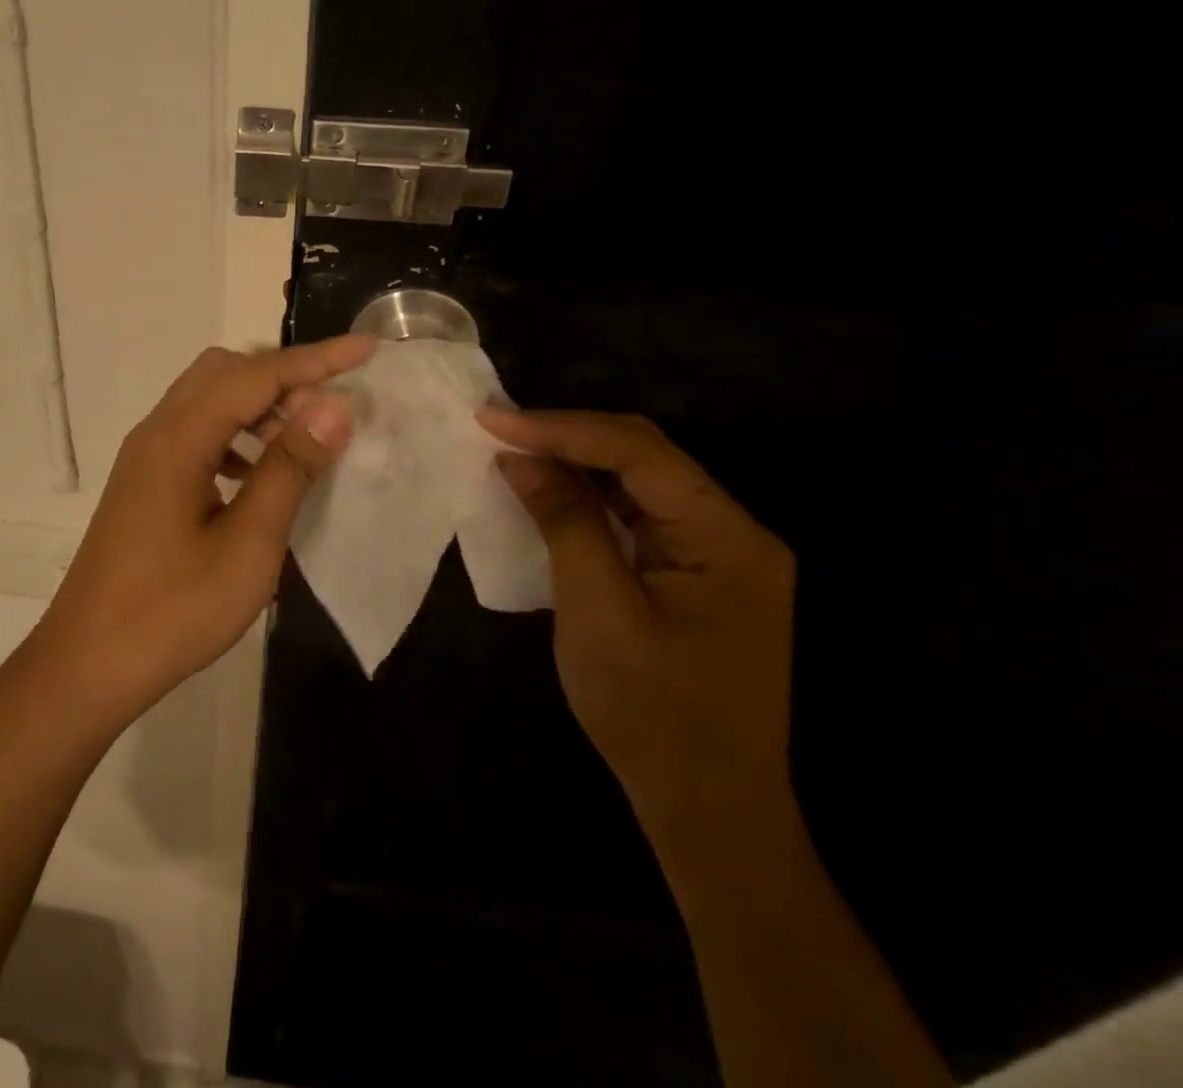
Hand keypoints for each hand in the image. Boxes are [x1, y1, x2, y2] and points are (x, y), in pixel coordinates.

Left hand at [37, 336, 374, 723]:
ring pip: (207, 400)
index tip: (366, 349)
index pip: (255, 376)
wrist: (88, 663)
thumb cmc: (173, 611)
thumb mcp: (247, 545)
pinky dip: (234, 436)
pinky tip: (257, 475)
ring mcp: (145, 457)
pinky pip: (196, 433)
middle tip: (329, 409)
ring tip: (302, 441)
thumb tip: (332, 406)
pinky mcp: (144, 481)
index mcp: (179, 439)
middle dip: (283, 377)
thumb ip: (288, 469)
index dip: (315, 360)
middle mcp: (157, 432)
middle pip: (224, 372)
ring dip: (258, 406)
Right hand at [479, 409, 796, 842]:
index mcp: (727, 536)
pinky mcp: (698, 575)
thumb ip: (564, 521)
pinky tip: (551, 492)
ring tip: (514, 448)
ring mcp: (719, 554)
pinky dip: (591, 499)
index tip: (492, 419)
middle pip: (645, 457)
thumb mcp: (597, 609)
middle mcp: (734, 531)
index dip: (560, 428)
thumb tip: (519, 457)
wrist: (709, 808)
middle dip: (568, 437)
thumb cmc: (652, 712)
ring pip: (640, 483)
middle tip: (497, 427)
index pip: (638, 452)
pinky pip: (639, 516)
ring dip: (576, 464)